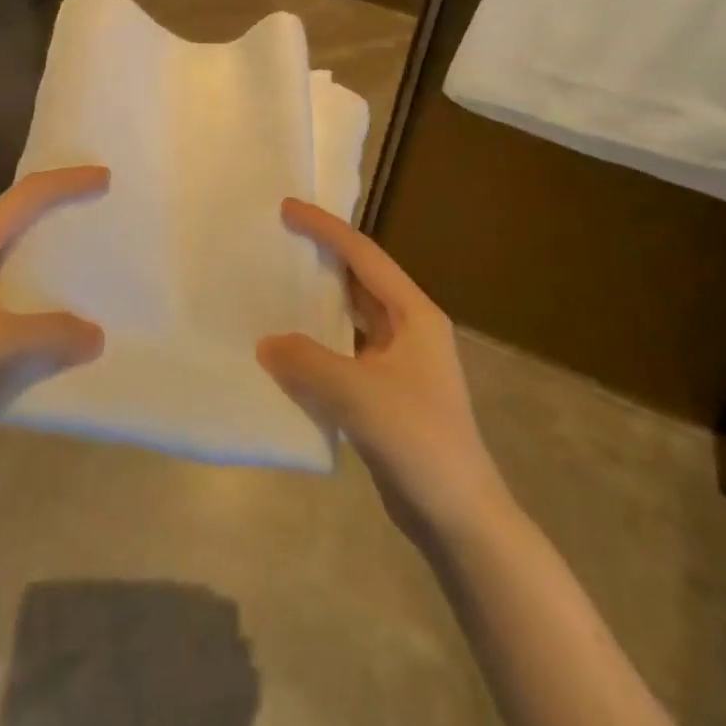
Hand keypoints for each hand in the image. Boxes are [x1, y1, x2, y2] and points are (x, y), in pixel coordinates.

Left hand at [0, 166, 109, 438]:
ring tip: (73, 255)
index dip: (68, 181)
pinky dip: (25, 277)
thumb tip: (95, 335)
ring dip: (39, 241)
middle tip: (93, 209)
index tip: (104, 177)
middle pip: (16, 210)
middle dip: (56, 203)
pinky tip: (36, 306)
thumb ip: (50, 335)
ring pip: (5, 244)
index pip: (28, 195)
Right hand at [259, 199, 510, 542]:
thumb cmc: (418, 440)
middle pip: (360, 280)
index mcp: (415, 315)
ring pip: (352, 317)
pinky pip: (345, 352)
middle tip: (279, 240)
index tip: (288, 209)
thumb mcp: (357, 393)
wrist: (459, 517)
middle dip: (323, 258)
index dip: (326, 229)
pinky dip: (318, 344)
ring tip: (276, 286)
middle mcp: (410, 330)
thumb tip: (266, 342)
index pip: (364, 256)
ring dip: (319, 302)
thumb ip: (306, 361)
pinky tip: (287, 350)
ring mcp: (400, 363)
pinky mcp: (387, 393)